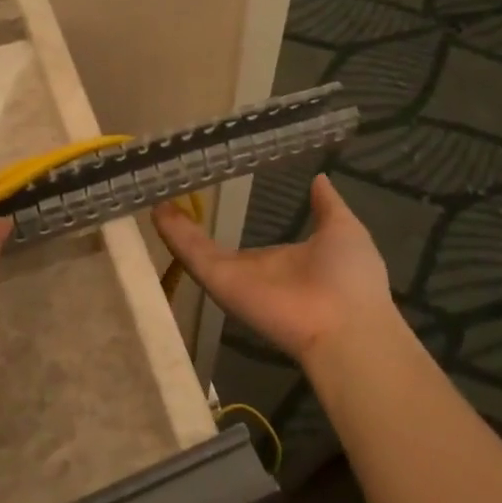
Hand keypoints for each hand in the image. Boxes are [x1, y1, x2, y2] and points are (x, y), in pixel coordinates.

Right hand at [153, 174, 396, 371]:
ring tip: (151, 198)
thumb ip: (326, 205)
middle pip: (214, 248)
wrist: (346, 324)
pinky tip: (156, 208)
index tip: (213, 199)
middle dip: (190, 227)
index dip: (229, 223)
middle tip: (167, 196)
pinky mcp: (220, 281)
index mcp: (282, 262)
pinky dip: (173, 232)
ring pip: (196, 249)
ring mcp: (233, 278)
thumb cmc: (350, 277)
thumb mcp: (342, 229)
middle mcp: (253, 272)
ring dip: (173, 227)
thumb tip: (319, 178)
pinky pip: (193, 254)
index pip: (248, 243)